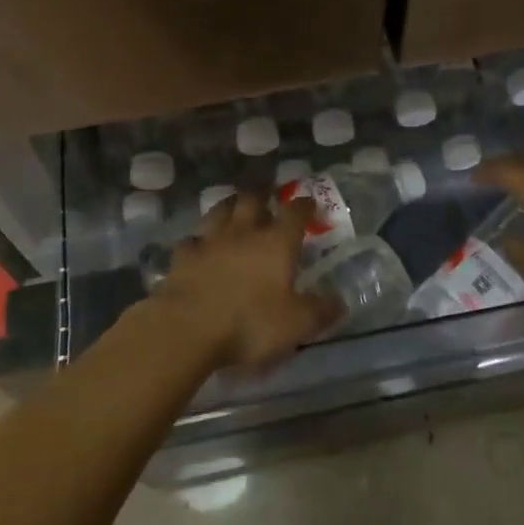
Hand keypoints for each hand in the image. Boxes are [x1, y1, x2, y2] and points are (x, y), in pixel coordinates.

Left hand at [154, 191, 340, 370]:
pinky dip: (199, 240)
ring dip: (230, 206)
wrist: (187, 329)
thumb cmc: (249, 324)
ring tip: (235, 208)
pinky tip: (200, 246)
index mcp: (277, 243)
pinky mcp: (183, 256)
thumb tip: (340, 302)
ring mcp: (210, 240)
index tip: (309, 204)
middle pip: (253, 200)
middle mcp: (244, 232)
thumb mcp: (296, 325)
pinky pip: (192, 239)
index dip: (304, 205)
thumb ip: (320, 311)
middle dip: (263, 195)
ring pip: (221, 210)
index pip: (294, 212)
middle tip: (268, 199)